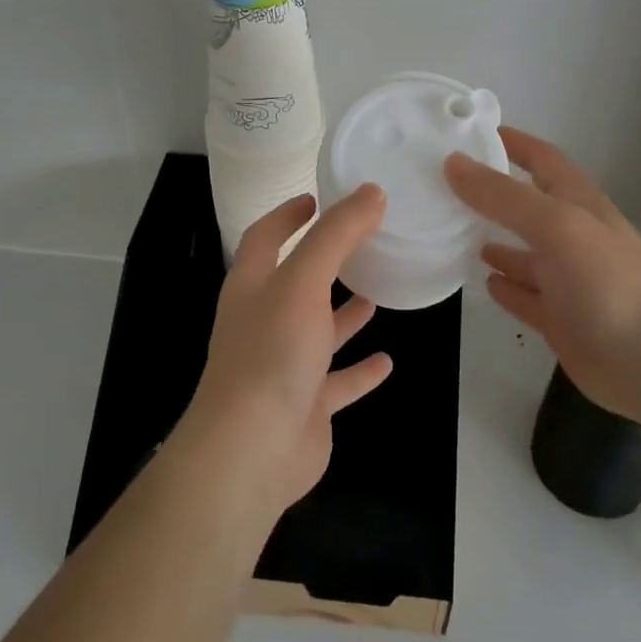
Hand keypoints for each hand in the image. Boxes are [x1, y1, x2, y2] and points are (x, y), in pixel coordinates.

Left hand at [177, 186, 394, 520]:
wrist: (252, 450)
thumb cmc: (272, 351)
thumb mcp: (304, 280)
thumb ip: (337, 235)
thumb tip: (372, 192)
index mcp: (252, 286)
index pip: (264, 237)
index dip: (287, 216)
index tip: (315, 198)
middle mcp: (264, 321)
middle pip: (295, 282)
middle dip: (324, 262)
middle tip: (362, 242)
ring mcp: (284, 365)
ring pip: (318, 331)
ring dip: (343, 314)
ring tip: (377, 293)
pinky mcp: (306, 405)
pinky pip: (338, 381)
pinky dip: (359, 370)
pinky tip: (388, 361)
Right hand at [446, 127, 640, 427]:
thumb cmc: (608, 282)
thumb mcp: (555, 226)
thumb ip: (503, 196)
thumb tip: (453, 162)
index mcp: (578, 203)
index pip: (542, 158)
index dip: (512, 142)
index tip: (471, 132)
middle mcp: (572, 235)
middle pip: (527, 204)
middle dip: (492, 192)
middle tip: (444, 185)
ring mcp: (568, 279)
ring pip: (524, 251)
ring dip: (495, 239)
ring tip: (454, 231)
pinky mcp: (561, 319)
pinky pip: (526, 295)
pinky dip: (506, 285)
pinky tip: (483, 280)